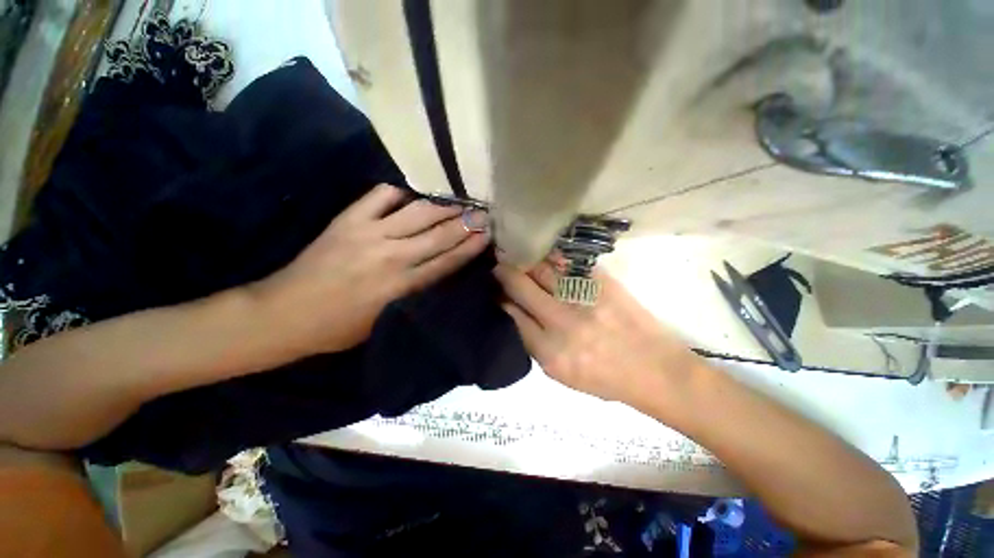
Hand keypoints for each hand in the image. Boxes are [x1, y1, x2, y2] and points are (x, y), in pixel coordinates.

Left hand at [255, 184, 489, 355]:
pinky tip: (413, 196)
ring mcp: (369, 233)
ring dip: (444, 206)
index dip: (470, 247)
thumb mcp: (386, 321)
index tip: (488, 234)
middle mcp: (391, 256)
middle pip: (439, 234)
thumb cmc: (339, 328)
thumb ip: (415, 295)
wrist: (284, 314)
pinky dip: (401, 193)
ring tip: (461, 201)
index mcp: (401, 287)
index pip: (447, 262)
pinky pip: (381, 196)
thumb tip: (439, 273)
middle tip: (484, 213)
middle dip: (466, 223)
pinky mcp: (348, 220)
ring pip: (418, 213)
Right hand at [493, 258, 702, 406]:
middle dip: (505, 273)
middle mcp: (562, 321)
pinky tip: (543, 255)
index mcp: (549, 351)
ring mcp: (583, 298)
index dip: (499, 298)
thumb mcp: (560, 374)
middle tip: (498, 265)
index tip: (494, 289)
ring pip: (542, 270)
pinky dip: (551, 258)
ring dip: (525, 261)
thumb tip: (514, 313)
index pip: (512, 314)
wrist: (654, 369)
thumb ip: (533, 345)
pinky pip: (567, 264)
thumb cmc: (605, 379)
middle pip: (522, 287)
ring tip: (517, 255)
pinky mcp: (602, 283)